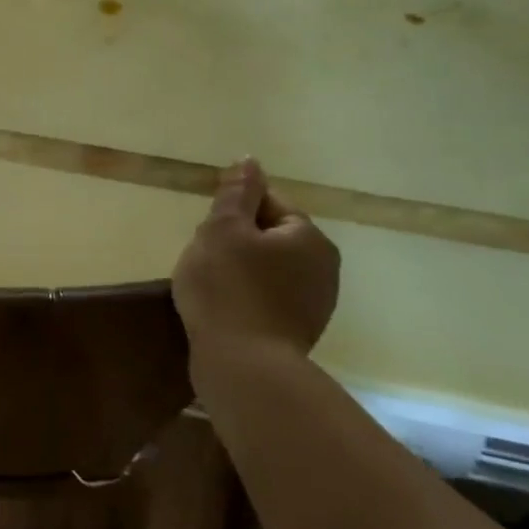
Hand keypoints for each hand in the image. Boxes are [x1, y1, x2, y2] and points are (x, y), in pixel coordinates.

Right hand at [172, 158, 339, 358]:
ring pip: (267, 270)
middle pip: (269, 237)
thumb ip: (236, 192)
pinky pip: (267, 300)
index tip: (209, 233)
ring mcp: (315, 304)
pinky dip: (246, 299)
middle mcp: (323, 268)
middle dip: (236, 243)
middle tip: (205, 259)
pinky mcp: (299, 333)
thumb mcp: (222, 229)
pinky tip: (224, 310)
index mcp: (309, 237)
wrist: (242, 367)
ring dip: (240, 271)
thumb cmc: (227, 288)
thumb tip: (250, 161)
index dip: (233, 212)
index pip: (268, 203)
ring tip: (211, 288)